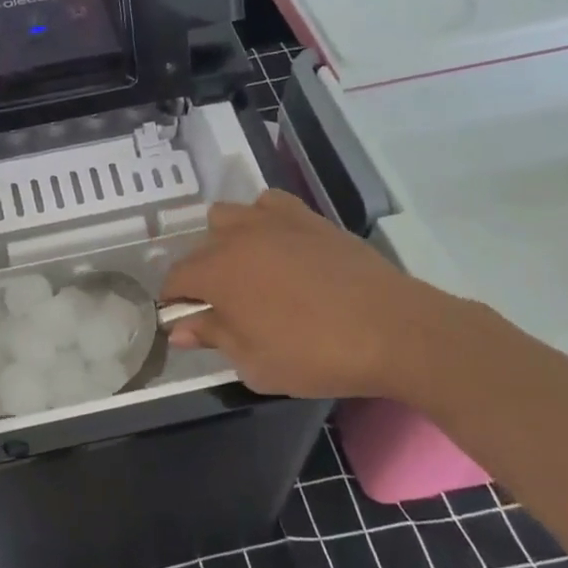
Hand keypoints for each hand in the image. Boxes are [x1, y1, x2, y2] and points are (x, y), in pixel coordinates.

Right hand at [162, 190, 456, 400]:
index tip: (188, 322)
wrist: (393, 330)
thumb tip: (180, 328)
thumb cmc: (316, 354)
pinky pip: (269, 204)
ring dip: (225, 241)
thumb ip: (213, 338)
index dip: (175, 302)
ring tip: (248, 271)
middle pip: (199, 249)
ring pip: (228, 216)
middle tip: (224, 308)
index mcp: (217, 274)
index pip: (175, 279)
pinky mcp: (308, 218)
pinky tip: (279, 245)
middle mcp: (238, 238)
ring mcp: (274, 222)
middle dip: (200, 276)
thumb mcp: (255, 363)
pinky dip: (263, 220)